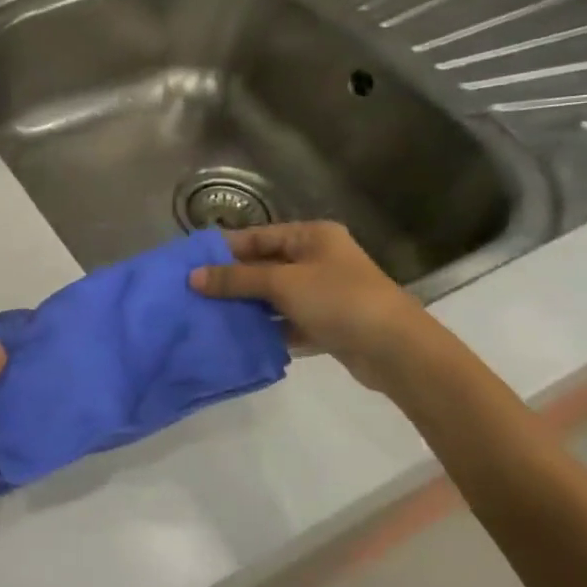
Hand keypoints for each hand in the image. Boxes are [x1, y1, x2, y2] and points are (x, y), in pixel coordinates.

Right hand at [188, 222, 439, 392]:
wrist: (396, 350)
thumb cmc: (339, 300)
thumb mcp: (282, 283)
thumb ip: (236, 279)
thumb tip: (192, 277)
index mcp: (312, 237)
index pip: (257, 236)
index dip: (224, 249)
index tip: (190, 264)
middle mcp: (318, 259)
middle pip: (263, 266)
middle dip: (231, 280)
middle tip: (192, 293)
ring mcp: (323, 293)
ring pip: (272, 295)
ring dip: (245, 305)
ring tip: (206, 315)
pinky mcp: (325, 323)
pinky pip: (285, 321)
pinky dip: (264, 327)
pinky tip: (236, 337)